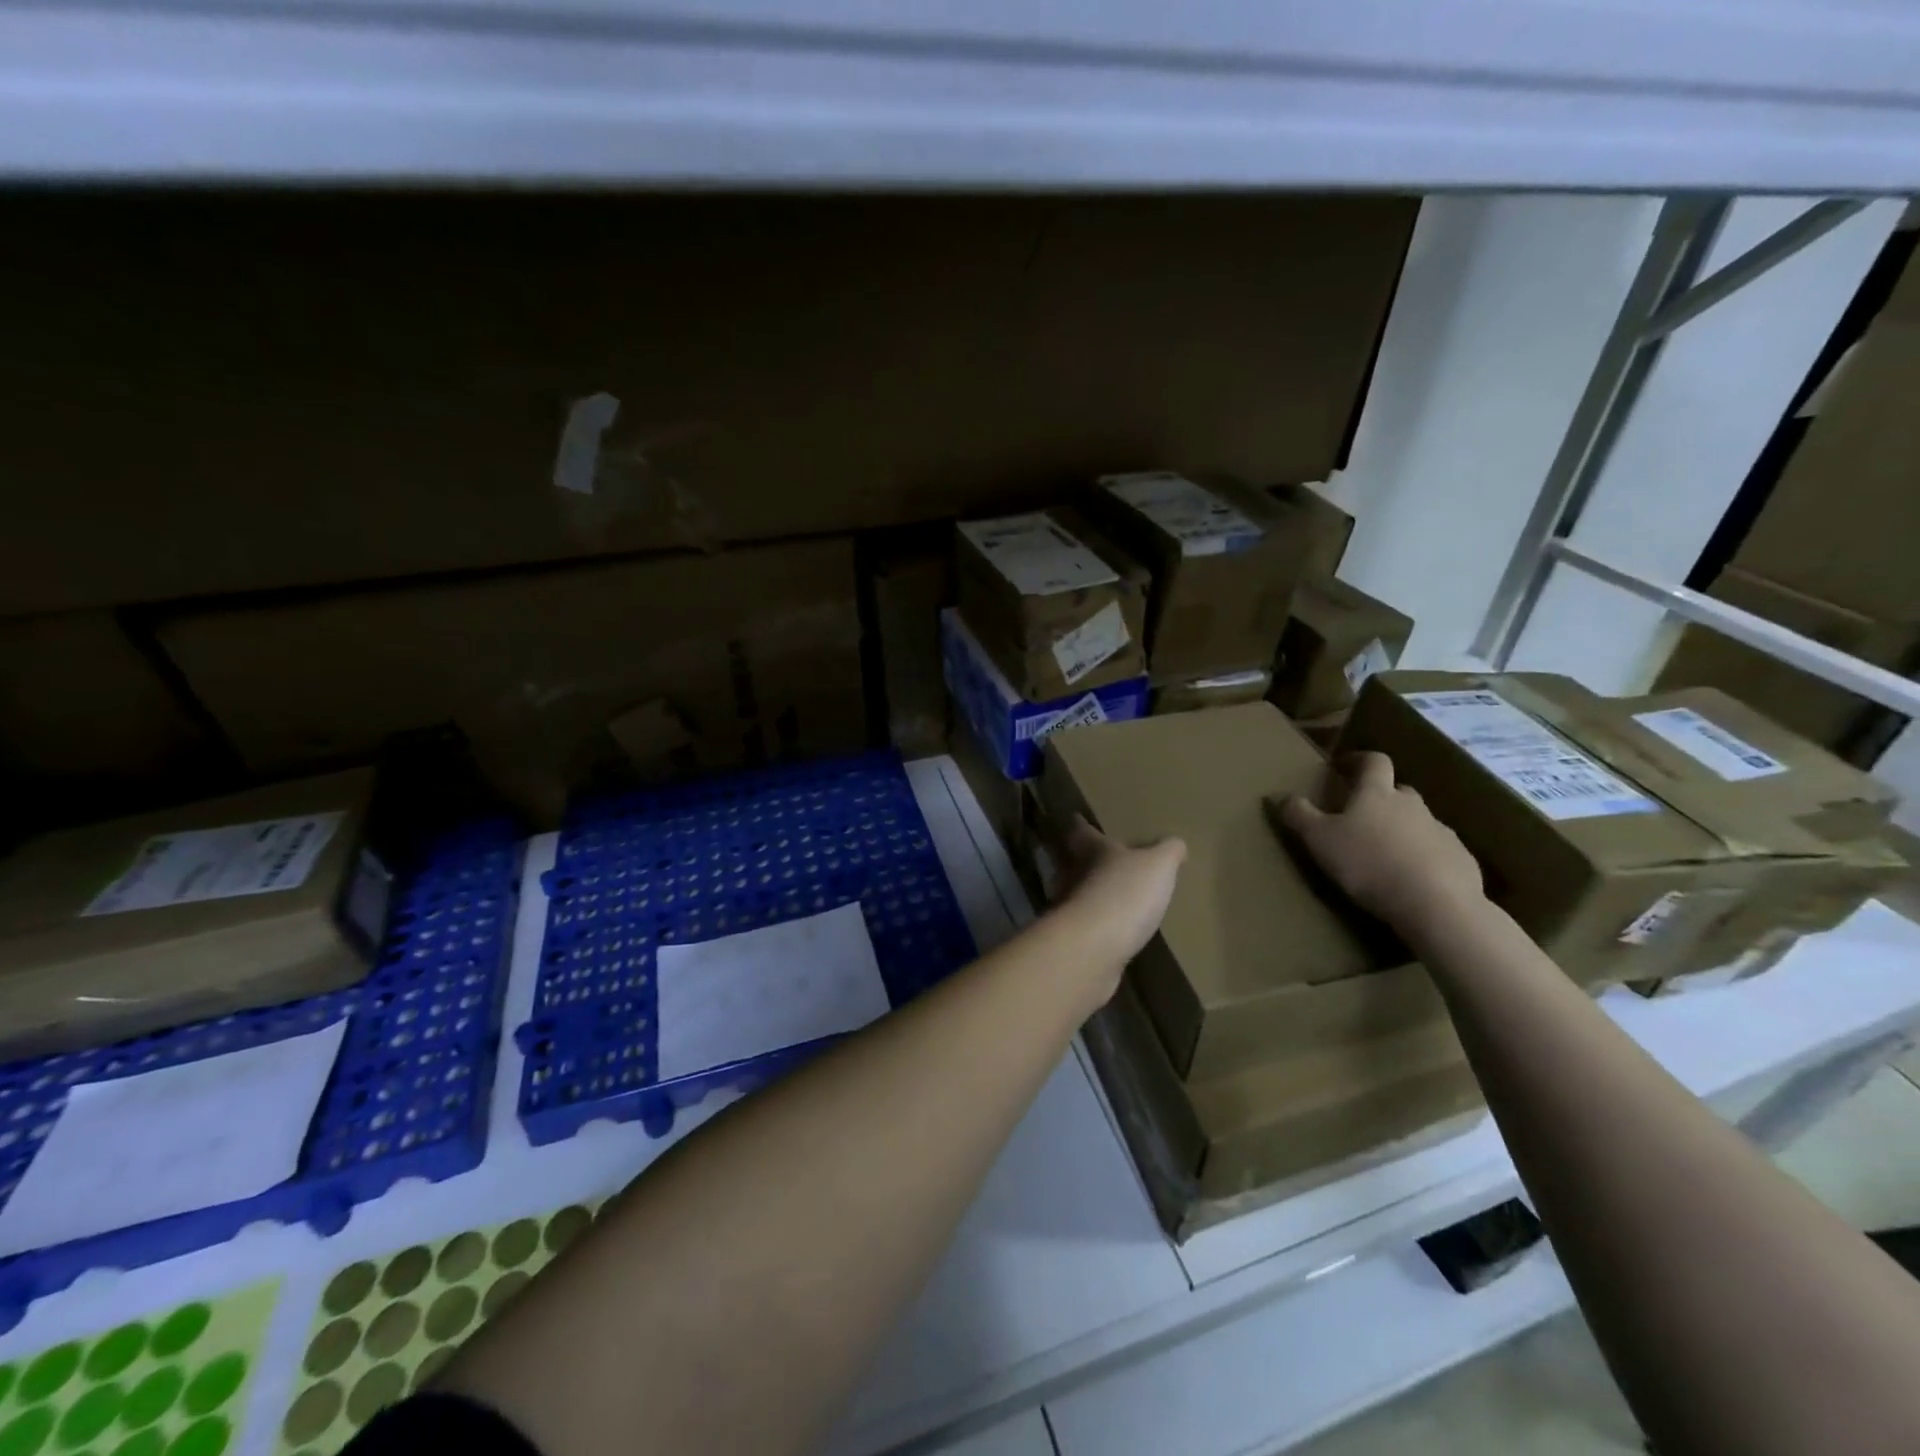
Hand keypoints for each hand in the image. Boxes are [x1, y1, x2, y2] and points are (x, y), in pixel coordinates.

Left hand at [1050, 817, 1185, 993]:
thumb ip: (1168, 852)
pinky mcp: (1074, 941)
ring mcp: (1069, 910)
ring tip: (1108, 898)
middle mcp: (1073, 876)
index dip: (1081, 825)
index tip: (1076, 818)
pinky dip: (1096, 926)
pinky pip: (1086, 927)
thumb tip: (1176, 844)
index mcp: (1092, 851)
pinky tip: (1111, 933)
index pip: (1082, 832)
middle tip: (1093, 859)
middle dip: (1080, 860)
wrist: (1093, 948)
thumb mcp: (1158, 865)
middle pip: (1070, 863)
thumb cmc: (1124, 894)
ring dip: (1088, 895)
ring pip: (1075, 894)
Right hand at [1269, 751, 1483, 934]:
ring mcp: (1441, 831)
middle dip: (1381, 798)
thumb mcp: (1319, 840)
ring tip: (1385, 854)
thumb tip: (1277, 794)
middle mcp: (1412, 805)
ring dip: (1403, 830)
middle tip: (1361, 817)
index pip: (1374, 762)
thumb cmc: (1368, 864)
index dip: (1359, 760)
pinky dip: (1424, 857)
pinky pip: (1439, 851)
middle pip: (1398, 791)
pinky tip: (1413, 880)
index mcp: (1377, 794)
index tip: (1344, 766)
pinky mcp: (1461, 860)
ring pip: (1419, 822)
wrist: (1436, 904)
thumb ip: (1298, 815)